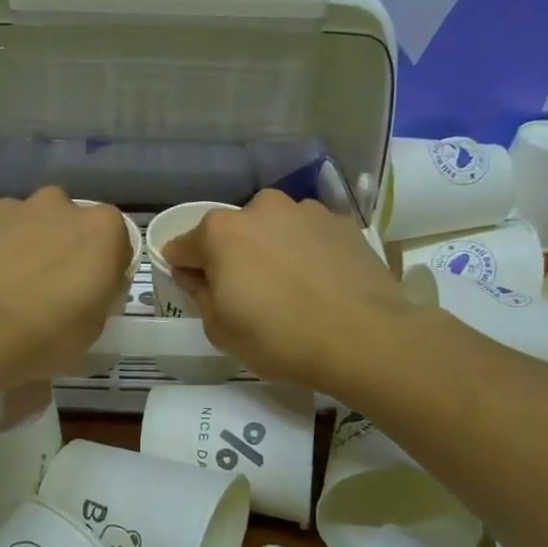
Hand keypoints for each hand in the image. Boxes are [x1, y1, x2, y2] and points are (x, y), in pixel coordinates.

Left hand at [0, 188, 132, 389]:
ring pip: (32, 224)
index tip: (94, 293)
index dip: (105, 268)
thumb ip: (99, 295)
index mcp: (102, 228)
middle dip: (66, 247)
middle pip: (72, 224)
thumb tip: (87, 289)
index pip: (117, 242)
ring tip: (14, 286)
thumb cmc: (46, 333)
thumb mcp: (94, 328)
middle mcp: (61, 204)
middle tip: (54, 287)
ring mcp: (15, 208)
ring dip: (31, 245)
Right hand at [164, 190, 407, 394]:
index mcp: (219, 232)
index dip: (185, 271)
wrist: (366, 338)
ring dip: (270, 250)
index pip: (181, 247)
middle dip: (231, 257)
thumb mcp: (221, 330)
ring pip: (271, 229)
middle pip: (229, 233)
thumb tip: (192, 273)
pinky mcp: (340, 221)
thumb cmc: (280, 339)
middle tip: (250, 296)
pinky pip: (306, 234)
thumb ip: (198, 293)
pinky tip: (320, 283)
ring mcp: (303, 210)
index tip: (200, 293)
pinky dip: (305, 251)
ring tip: (291, 289)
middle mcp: (259, 208)